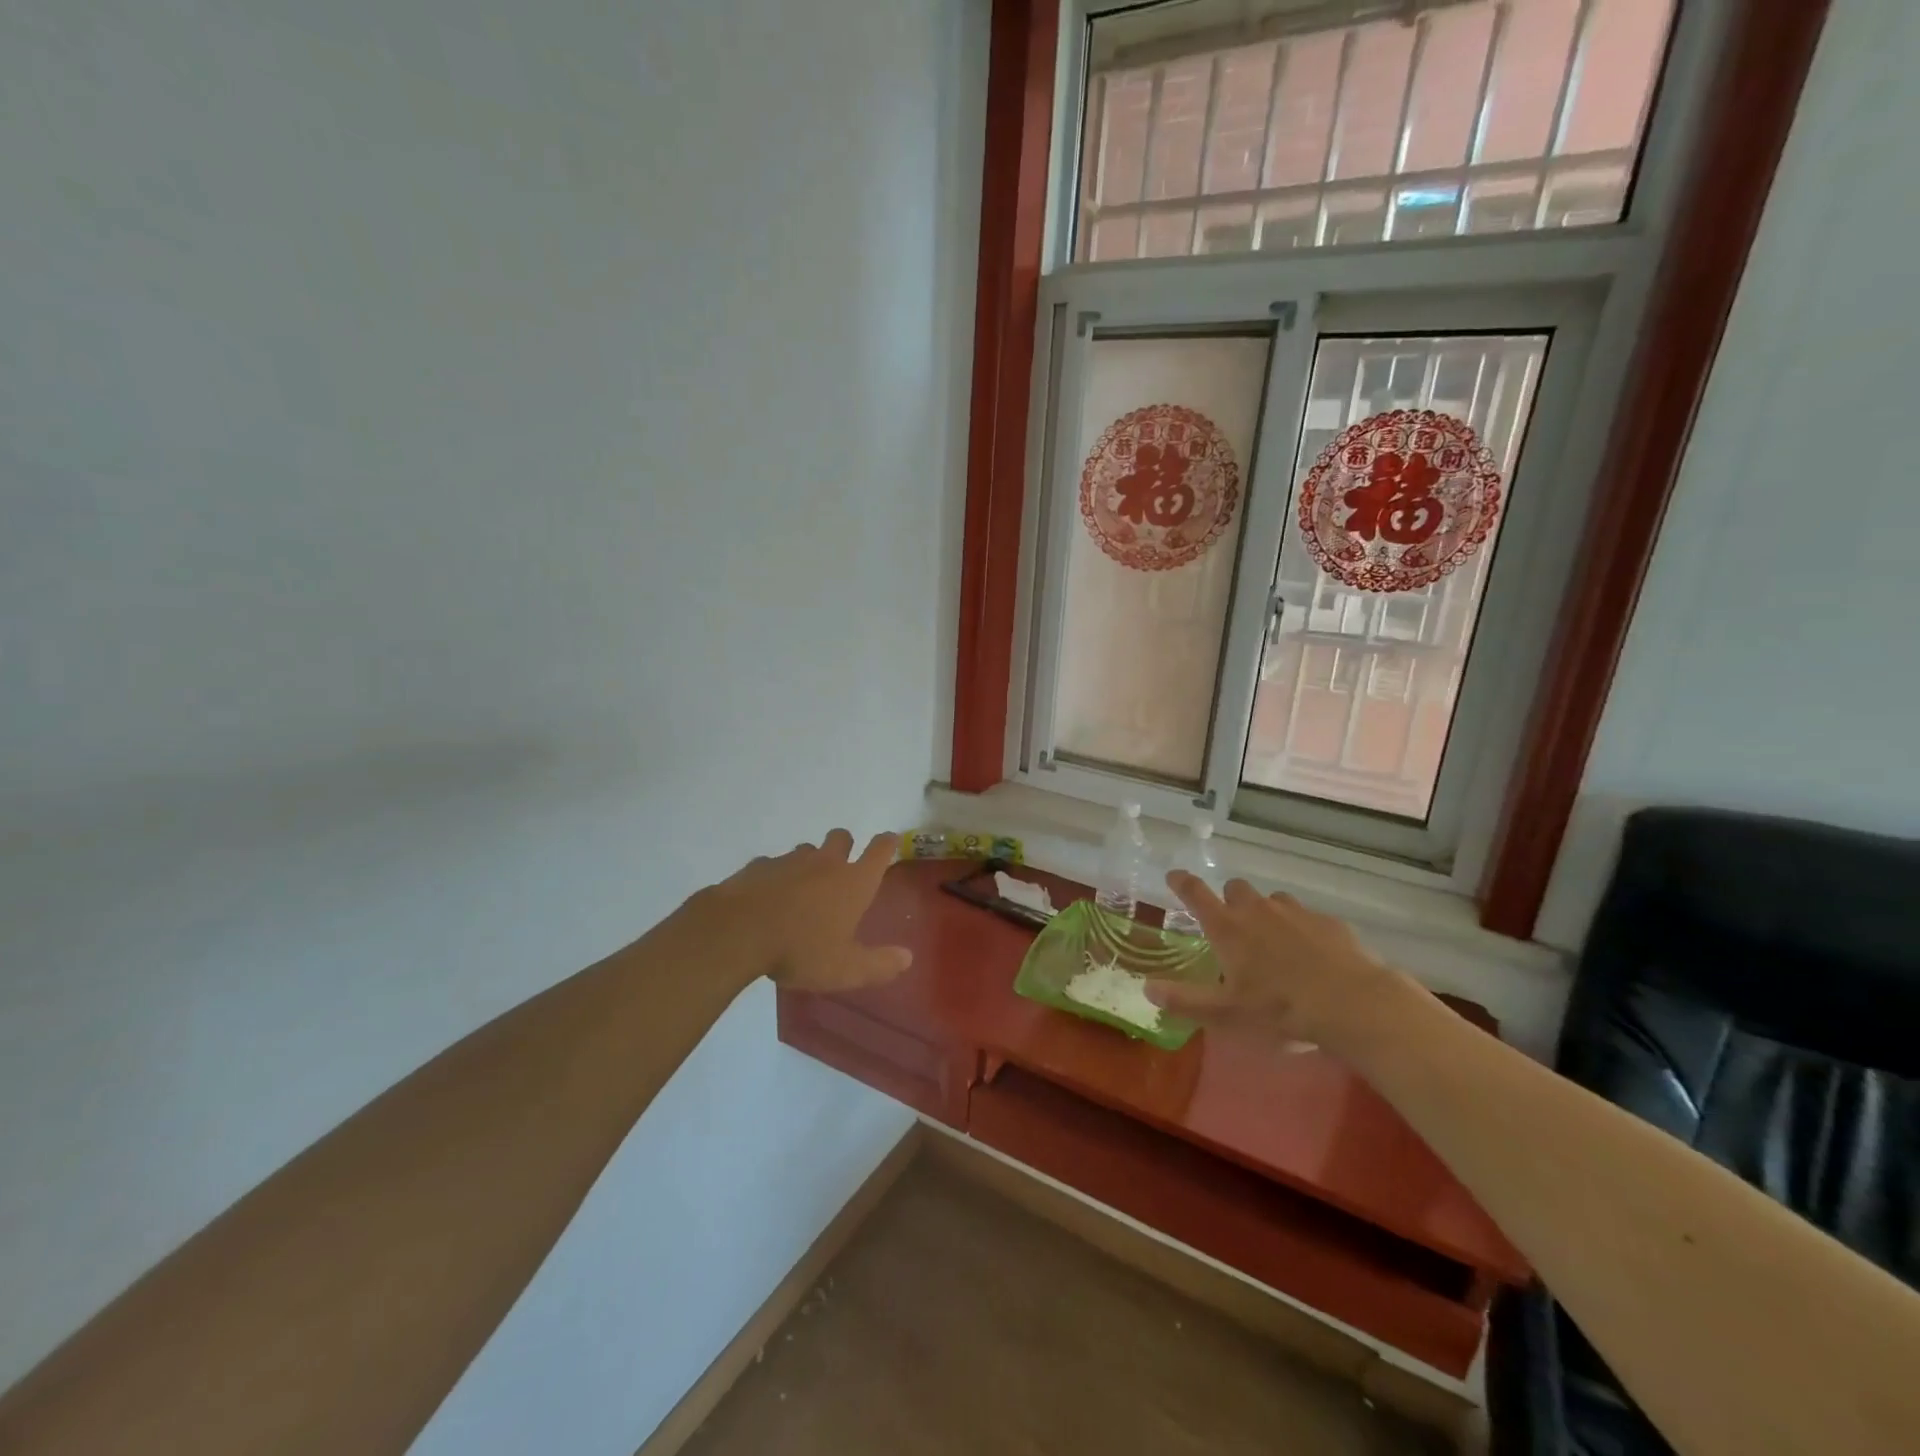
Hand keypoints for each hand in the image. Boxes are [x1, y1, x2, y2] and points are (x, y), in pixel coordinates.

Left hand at [685, 830, 912, 992]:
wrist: (738, 931)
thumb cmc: (800, 949)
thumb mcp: (845, 969)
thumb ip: (879, 964)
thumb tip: (908, 957)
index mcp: (853, 882)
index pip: (879, 851)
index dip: (887, 843)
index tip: (890, 840)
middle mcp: (825, 863)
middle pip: (841, 837)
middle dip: (845, 845)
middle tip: (842, 866)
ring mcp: (789, 861)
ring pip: (806, 850)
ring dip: (810, 862)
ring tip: (802, 888)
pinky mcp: (759, 867)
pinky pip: (773, 864)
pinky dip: (775, 876)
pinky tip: (768, 897)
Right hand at [1144, 873, 1419, 1050]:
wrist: (1353, 1004)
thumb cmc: (1280, 1009)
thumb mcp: (1226, 1014)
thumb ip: (1185, 1000)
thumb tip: (1147, 989)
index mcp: (1228, 928)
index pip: (1195, 893)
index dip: (1181, 882)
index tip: (1174, 876)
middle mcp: (1257, 910)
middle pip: (1235, 888)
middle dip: (1229, 899)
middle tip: (1232, 925)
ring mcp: (1295, 912)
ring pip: (1273, 900)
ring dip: (1266, 912)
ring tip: (1273, 942)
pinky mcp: (1328, 922)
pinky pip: (1306, 917)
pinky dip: (1301, 929)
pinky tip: (1311, 956)